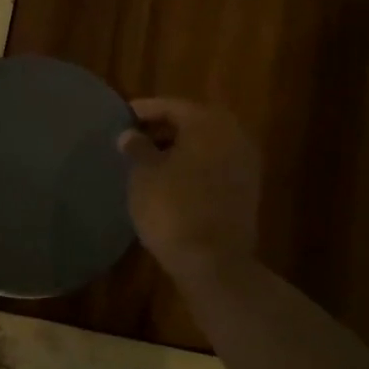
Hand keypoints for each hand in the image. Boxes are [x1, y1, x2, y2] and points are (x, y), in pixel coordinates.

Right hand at [120, 99, 260, 279]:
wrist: (213, 261)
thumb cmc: (172, 208)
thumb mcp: (144, 174)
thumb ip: (137, 147)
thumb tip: (130, 134)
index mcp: (208, 123)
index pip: (171, 106)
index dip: (144, 111)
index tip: (122, 117)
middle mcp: (232, 136)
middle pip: (192, 123)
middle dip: (163, 128)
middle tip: (134, 137)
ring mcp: (244, 164)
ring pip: (205, 145)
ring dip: (178, 148)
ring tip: (148, 160)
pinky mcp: (246, 190)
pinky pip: (214, 166)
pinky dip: (193, 166)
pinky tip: (170, 180)